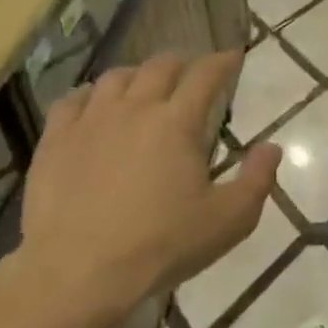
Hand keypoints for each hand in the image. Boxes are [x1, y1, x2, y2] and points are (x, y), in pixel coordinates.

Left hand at [16, 52, 279, 327]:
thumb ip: (258, 179)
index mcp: (177, 123)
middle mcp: (134, 109)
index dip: (223, 62)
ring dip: (137, 75)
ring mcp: (89, 122)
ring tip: (145, 85)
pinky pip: (72, 100)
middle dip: (182, 62)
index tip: (233, 56)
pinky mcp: (55, 141)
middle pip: (159, 67)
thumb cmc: (163, 244)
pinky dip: (92, 94)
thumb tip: (272, 147)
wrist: (79, 271)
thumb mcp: (230, 219)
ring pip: (115, 78)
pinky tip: (95, 105)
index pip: (205, 76)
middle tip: (192, 71)